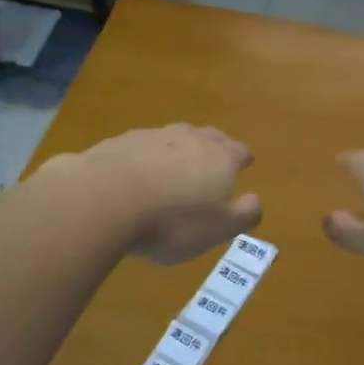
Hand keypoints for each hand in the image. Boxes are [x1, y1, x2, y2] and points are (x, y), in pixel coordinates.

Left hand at [39, 124, 261, 264]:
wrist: (107, 198)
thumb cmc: (173, 220)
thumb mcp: (219, 228)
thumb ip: (244, 213)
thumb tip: (257, 200)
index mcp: (220, 158)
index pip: (239, 151)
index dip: (243, 157)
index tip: (246, 162)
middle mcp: (190, 139)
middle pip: (209, 136)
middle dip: (216, 145)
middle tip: (216, 156)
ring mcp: (154, 136)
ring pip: (175, 137)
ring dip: (179, 148)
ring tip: (176, 164)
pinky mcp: (121, 142)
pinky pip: (142, 147)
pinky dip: (146, 156)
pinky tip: (138, 172)